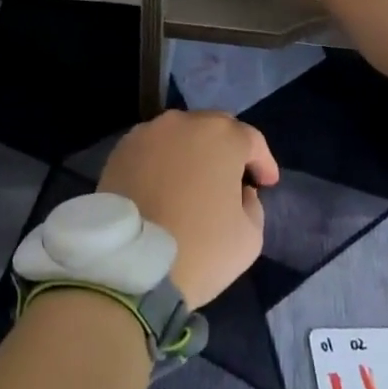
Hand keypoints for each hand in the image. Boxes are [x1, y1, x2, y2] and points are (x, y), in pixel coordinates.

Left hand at [97, 110, 279, 307]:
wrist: (132, 265)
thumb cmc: (201, 249)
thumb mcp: (250, 236)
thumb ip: (252, 203)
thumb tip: (239, 191)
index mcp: (222, 137)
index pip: (252, 140)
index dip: (263, 162)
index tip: (266, 183)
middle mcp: (183, 122)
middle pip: (214, 128)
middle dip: (227, 149)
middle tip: (232, 177)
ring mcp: (148, 133)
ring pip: (180, 134)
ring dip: (193, 151)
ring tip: (195, 180)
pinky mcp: (121, 149)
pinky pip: (152, 148)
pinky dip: (163, 160)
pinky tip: (164, 184)